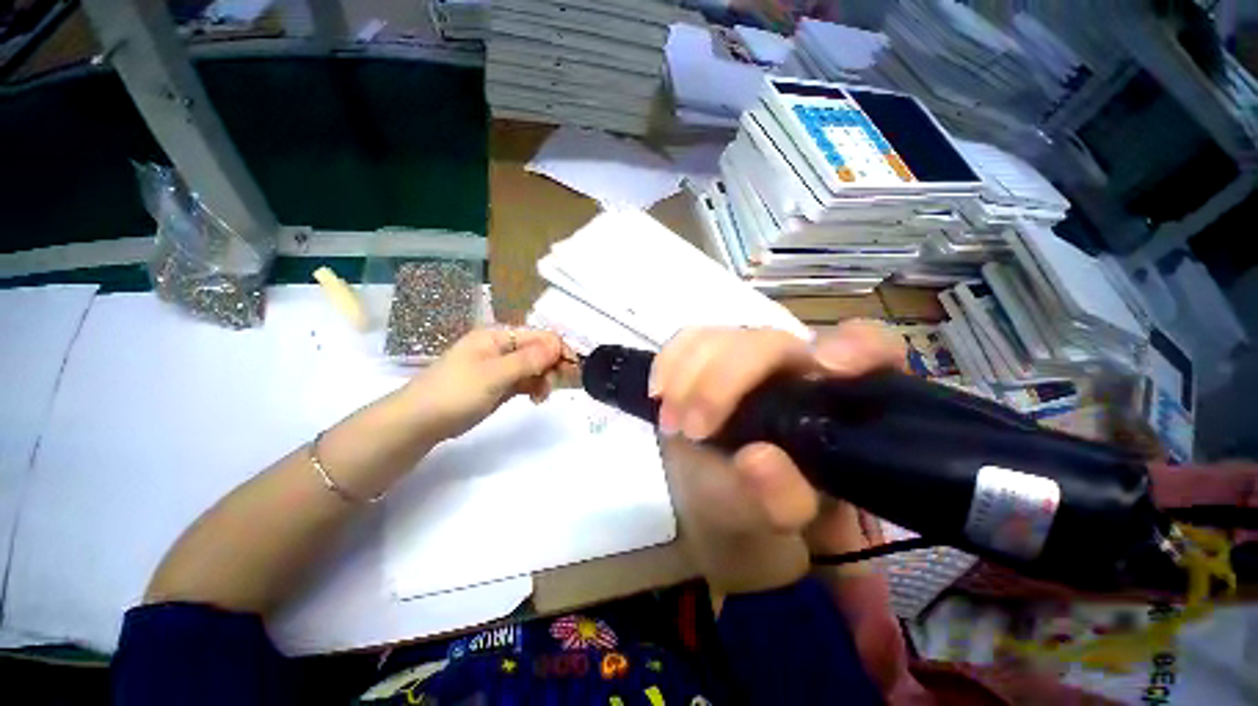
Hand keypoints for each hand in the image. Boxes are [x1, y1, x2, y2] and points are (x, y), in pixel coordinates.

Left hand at [408, 327, 571, 441]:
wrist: (420, 422)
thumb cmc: (456, 392)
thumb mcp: (495, 374)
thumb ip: (529, 360)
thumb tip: (558, 344)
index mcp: (497, 336)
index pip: (538, 336)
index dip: (558, 350)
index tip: (572, 369)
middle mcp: (501, 347)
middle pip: (538, 351)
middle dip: (552, 366)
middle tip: (558, 385)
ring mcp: (500, 366)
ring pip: (534, 367)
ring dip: (544, 379)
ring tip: (542, 397)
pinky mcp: (499, 384)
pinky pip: (525, 380)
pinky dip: (534, 388)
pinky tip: (536, 399)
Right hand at [651, 321, 906, 584]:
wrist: (714, 496)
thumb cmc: (754, 507)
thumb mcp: (771, 517)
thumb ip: (778, 501)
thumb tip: (760, 460)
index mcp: (834, 401)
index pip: (870, 348)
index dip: (856, 345)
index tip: (828, 367)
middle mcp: (794, 367)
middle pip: (769, 341)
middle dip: (724, 380)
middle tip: (692, 429)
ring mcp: (749, 357)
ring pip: (723, 335)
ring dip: (689, 373)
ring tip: (671, 420)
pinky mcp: (710, 356)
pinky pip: (689, 339)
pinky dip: (670, 361)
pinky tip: (660, 390)